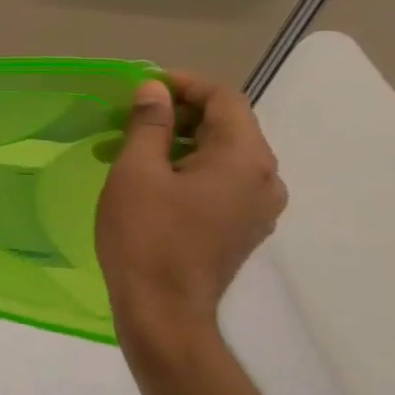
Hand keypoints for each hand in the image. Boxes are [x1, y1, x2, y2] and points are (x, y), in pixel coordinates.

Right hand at [96, 72, 286, 347]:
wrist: (163, 310)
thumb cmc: (146, 236)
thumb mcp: (136, 172)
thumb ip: (148, 124)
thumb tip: (155, 90)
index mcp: (245, 157)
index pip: (224, 98)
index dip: (183, 85)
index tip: (142, 88)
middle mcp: (265, 178)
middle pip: (227, 126)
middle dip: (177, 116)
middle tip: (129, 120)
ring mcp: (259, 208)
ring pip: (222, 157)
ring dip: (178, 145)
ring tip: (130, 152)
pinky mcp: (243, 229)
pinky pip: (221, 184)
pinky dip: (189, 171)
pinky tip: (151, 183)